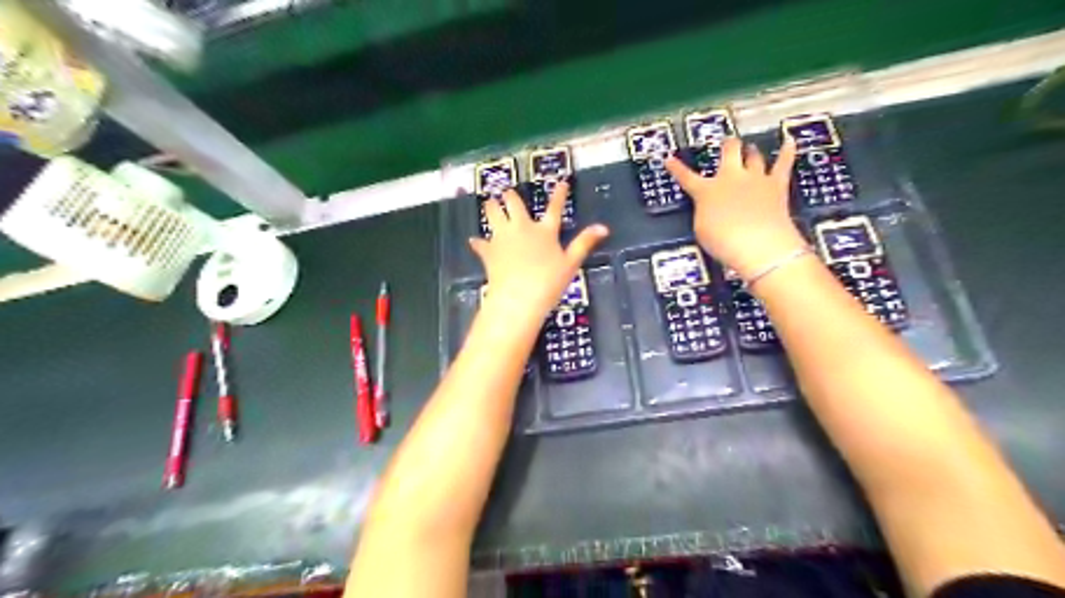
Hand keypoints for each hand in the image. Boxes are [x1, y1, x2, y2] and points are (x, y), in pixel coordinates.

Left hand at [472, 182, 610, 320]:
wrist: (518, 297)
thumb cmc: (548, 282)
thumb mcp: (571, 263)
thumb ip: (585, 243)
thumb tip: (604, 227)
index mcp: (544, 231)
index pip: (554, 208)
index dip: (559, 194)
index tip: (561, 182)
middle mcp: (522, 228)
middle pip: (514, 204)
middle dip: (510, 196)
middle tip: (507, 192)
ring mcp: (502, 238)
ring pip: (492, 214)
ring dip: (491, 208)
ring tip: (489, 204)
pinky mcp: (489, 251)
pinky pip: (480, 243)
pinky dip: (478, 242)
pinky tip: (474, 241)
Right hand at [662, 139, 808, 280]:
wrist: (758, 244)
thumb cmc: (724, 242)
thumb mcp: (701, 230)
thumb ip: (703, 212)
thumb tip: (709, 206)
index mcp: (706, 191)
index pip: (686, 177)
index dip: (676, 168)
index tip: (669, 159)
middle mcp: (730, 178)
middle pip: (728, 152)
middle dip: (727, 146)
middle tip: (726, 143)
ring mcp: (755, 179)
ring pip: (753, 155)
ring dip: (750, 150)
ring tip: (749, 147)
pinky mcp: (776, 185)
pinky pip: (783, 163)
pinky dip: (787, 151)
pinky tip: (790, 140)